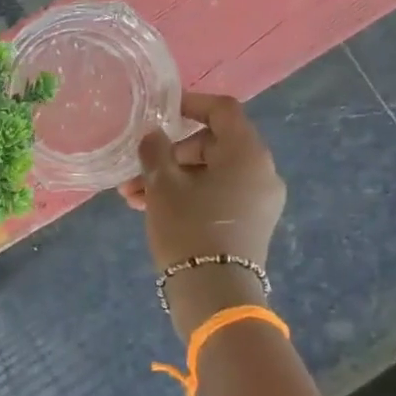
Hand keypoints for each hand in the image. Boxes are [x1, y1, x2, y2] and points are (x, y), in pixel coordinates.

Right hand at [120, 93, 285, 329]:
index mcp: (247, 153)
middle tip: (136, 171)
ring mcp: (259, 200)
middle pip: (213, 145)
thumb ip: (155, 151)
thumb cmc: (188, 228)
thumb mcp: (163, 186)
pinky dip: (189, 195)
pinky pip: (218, 195)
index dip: (191, 103)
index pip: (222, 110)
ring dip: (172, 179)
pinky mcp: (251, 223)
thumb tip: (153, 135)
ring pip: (210, 174)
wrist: (214, 292)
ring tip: (133, 197)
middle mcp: (262, 171)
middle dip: (170, 155)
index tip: (161, 109)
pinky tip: (153, 209)